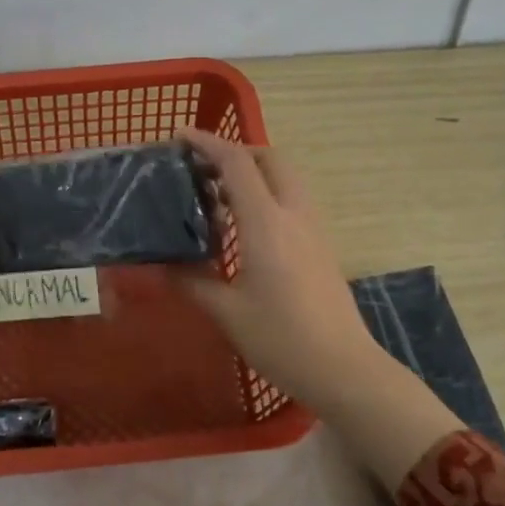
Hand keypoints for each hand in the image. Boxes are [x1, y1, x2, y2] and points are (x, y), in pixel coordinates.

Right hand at [177, 130, 384, 409]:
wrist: (343, 368)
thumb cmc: (281, 339)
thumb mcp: (226, 312)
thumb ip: (191, 280)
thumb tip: (161, 264)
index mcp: (267, 223)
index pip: (237, 164)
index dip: (207, 143)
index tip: (179, 136)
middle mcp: (294, 214)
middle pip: (270, 159)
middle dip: (235, 152)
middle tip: (201, 169)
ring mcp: (314, 229)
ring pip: (285, 179)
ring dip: (253, 174)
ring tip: (217, 197)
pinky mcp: (321, 245)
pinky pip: (292, 201)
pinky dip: (266, 195)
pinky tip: (244, 228)